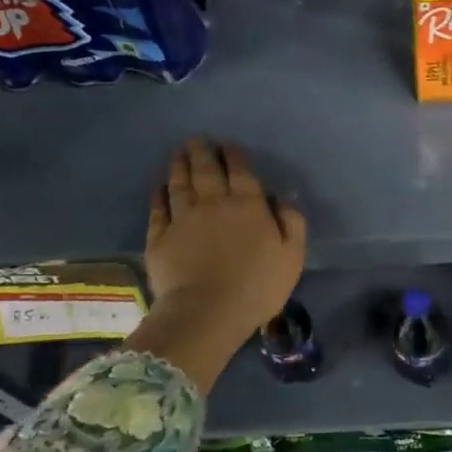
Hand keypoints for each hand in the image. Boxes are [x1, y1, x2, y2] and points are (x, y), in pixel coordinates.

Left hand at [146, 138, 306, 337]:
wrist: (208, 311)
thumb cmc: (258, 286)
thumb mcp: (292, 255)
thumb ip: (292, 222)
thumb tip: (283, 197)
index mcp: (248, 205)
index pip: (240, 171)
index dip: (234, 155)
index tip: (228, 145)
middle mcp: (213, 203)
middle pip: (205, 170)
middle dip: (202, 152)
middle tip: (197, 140)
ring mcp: (183, 218)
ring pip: (180, 184)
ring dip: (179, 166)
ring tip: (178, 153)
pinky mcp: (160, 237)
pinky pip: (158, 209)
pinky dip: (159, 195)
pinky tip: (159, 188)